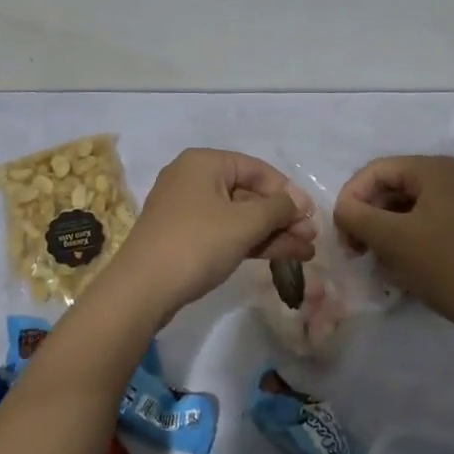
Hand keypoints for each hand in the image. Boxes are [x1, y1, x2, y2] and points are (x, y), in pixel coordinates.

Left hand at [106, 149, 315, 322]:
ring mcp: (187, 209)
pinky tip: (280, 255)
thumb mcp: (243, 224)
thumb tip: (298, 202)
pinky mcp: (185, 236)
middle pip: (249, 193)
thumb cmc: (196, 244)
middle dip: (282, 216)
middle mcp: (194, 178)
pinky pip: (225, 231)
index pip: (257, 169)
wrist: (141, 290)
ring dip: (272, 232)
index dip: (287, 191)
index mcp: (205, 163)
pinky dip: (251, 241)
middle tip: (311, 238)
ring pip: (239, 215)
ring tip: (306, 252)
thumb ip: (277, 209)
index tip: (311, 215)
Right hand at [333, 156, 453, 338]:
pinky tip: (400, 264)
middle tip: (354, 249)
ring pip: (408, 205)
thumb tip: (343, 209)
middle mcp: (452, 175)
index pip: (377, 170)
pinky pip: (427, 220)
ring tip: (375, 259)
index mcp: (435, 168)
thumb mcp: (392, 239)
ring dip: (385, 228)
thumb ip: (357, 216)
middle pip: (393, 185)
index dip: (351, 197)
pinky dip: (406, 236)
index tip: (341, 232)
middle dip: (368, 215)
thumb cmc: (446, 266)